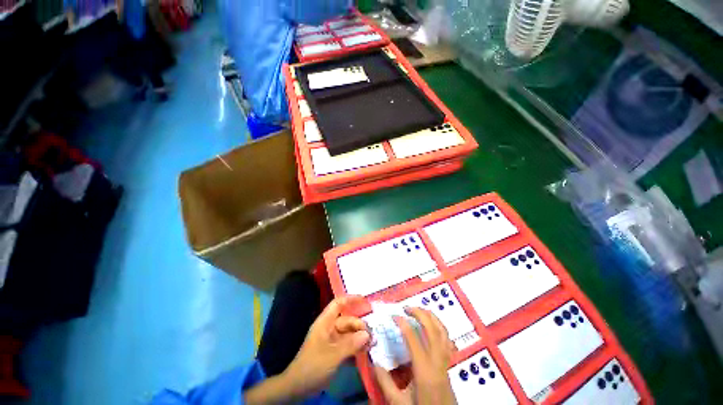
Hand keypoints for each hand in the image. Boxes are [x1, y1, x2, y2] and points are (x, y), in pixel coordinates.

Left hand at [282, 295, 370, 397]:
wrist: (298, 387)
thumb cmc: (313, 366)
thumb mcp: (332, 355)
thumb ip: (351, 344)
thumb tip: (367, 334)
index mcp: (325, 322)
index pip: (338, 304)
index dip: (350, 299)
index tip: (364, 300)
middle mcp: (329, 328)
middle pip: (347, 321)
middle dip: (359, 326)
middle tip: (372, 336)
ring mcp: (332, 340)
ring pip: (349, 333)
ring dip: (360, 338)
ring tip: (372, 345)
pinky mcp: (334, 351)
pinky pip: (348, 345)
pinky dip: (356, 347)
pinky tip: (365, 352)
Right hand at [374, 307, 455, 404]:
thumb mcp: (399, 403)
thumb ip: (385, 382)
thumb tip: (373, 361)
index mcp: (424, 370)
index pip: (414, 338)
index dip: (403, 323)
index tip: (393, 316)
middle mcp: (438, 361)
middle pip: (432, 329)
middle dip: (419, 313)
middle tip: (406, 308)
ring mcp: (446, 361)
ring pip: (443, 331)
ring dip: (431, 316)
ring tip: (419, 310)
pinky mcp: (449, 363)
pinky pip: (447, 339)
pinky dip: (440, 327)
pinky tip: (432, 325)